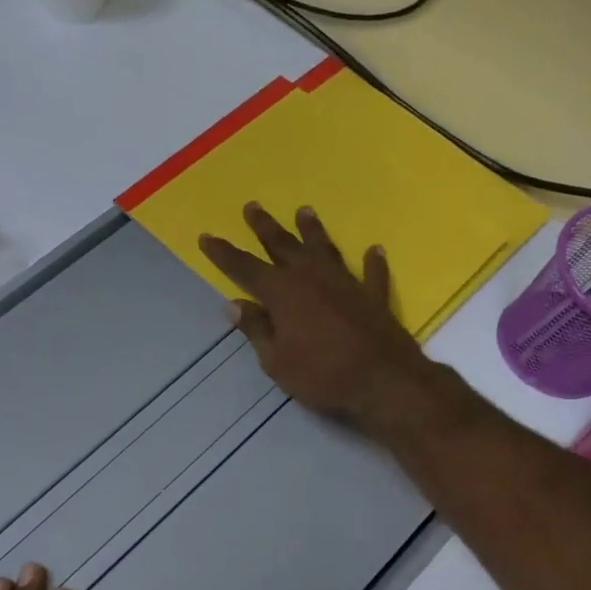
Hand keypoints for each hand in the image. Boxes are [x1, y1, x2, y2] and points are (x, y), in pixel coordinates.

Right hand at [199, 202, 438, 430]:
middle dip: (265, 227)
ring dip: (312, 230)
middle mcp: (312, 278)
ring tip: (304, 211)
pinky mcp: (374, 296)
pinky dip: (372, 262)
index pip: (244, 268)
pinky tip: (373, 250)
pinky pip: (372, 273)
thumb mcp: (277, 362)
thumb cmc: (322, 377)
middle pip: (283, 246)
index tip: (207, 237)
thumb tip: (234, 305)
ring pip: (324, 249)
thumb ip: (257, 330)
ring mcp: (346, 283)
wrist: (383, 383)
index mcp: (282, 294)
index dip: (224, 253)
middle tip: (252, 206)